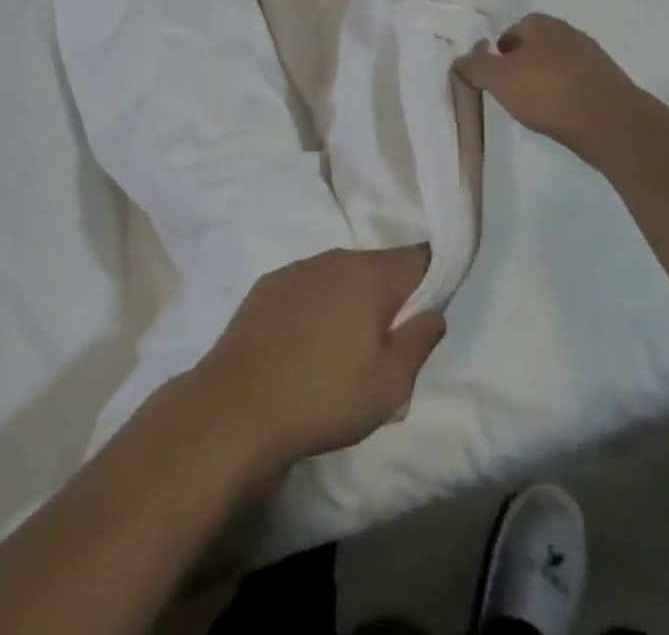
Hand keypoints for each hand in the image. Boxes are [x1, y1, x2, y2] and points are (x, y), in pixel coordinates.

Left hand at [191, 247, 444, 480]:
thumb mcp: (390, 386)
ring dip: (349, 302)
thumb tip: (433, 312)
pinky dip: (315, 309)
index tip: (425, 314)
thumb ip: (420, 341)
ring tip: (341, 351)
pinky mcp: (266, 287)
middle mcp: (335, 259)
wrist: (235, 410)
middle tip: (384, 346)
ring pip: (340, 277)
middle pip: (377, 267)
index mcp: (370, 275)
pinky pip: (307, 289)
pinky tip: (303, 347)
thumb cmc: (323, 397)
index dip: (431, 280)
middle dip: (388, 297)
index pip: (418, 258)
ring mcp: (297, 269)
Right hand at [454, 13, 641, 155]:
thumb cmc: (547, 92)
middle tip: (511, 94)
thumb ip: (475, 66)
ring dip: (544, 83)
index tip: (494, 78)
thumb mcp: (498, 79)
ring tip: (535, 109)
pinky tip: (560, 117)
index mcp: (541, 24)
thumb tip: (460, 58)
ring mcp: (592, 56)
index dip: (498, 53)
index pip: (511, 30)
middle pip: (535, 47)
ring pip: (556, 66)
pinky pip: (576, 85)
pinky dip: (565, 97)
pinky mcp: (608, 82)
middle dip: (521, 67)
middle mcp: (568, 32)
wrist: (610, 122)